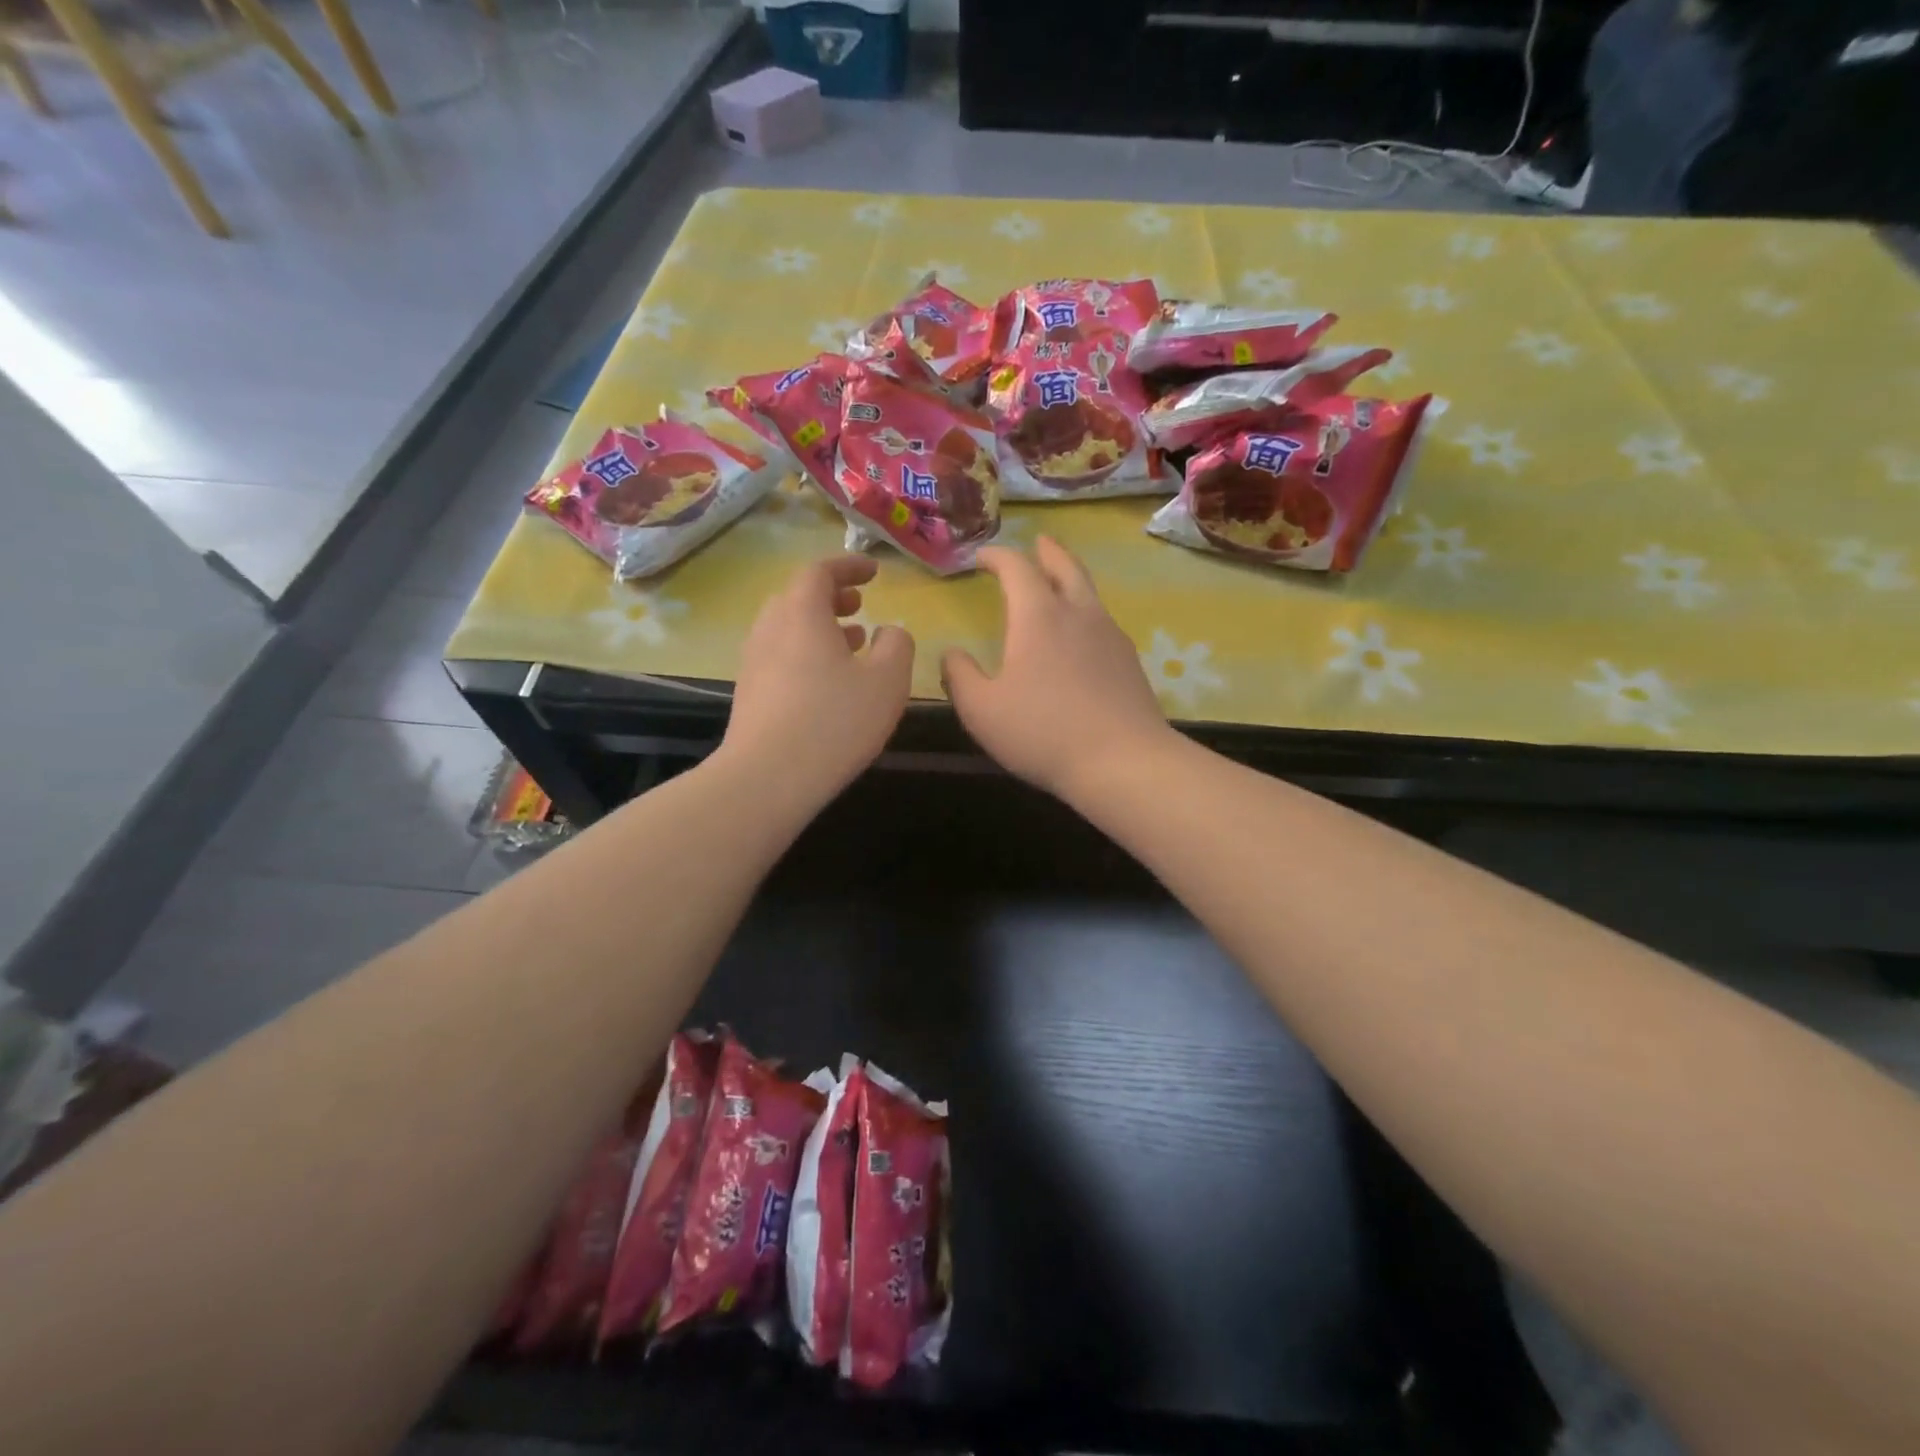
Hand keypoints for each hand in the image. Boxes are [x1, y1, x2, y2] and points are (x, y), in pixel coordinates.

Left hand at [721, 556, 913, 803]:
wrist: (767, 778)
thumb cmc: (834, 722)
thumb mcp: (887, 682)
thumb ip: (897, 646)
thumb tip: (890, 632)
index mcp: (801, 613)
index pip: (820, 571)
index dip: (849, 566)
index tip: (874, 572)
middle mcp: (770, 628)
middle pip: (798, 597)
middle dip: (833, 596)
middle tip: (860, 605)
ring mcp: (754, 661)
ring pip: (788, 629)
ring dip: (821, 627)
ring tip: (853, 642)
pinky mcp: (750, 693)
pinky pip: (781, 656)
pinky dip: (807, 653)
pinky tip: (829, 682)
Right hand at [942, 537, 1172, 801]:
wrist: (1123, 761)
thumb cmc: (1042, 732)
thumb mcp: (981, 710)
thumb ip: (960, 676)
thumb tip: (951, 654)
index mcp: (1038, 617)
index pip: (1017, 568)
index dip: (997, 556)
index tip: (982, 558)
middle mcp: (1078, 614)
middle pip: (1065, 567)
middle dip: (1047, 552)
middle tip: (1038, 543)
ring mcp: (1110, 636)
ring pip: (1089, 593)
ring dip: (1070, 579)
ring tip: (1059, 583)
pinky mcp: (1129, 662)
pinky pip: (1102, 622)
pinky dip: (1085, 613)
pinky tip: (1081, 636)